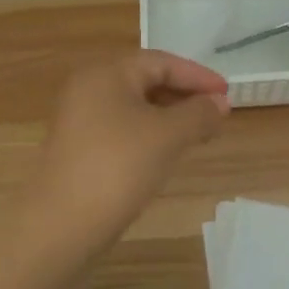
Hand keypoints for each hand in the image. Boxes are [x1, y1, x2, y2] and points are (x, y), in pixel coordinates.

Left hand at [32, 51, 230, 240]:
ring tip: (200, 134)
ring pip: (136, 107)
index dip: (198, 76)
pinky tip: (168, 153)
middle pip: (147, 81)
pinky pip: (124, 129)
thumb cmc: (118, 167)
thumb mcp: (168, 136)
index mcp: (106, 74)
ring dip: (170, 117)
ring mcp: (81, 120)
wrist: (61, 226)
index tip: (227, 94)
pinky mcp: (80, 149)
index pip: (161, 62)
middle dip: (185, 96)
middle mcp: (89, 89)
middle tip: (217, 115)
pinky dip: (151, 134)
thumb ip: (199, 113)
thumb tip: (220, 102)